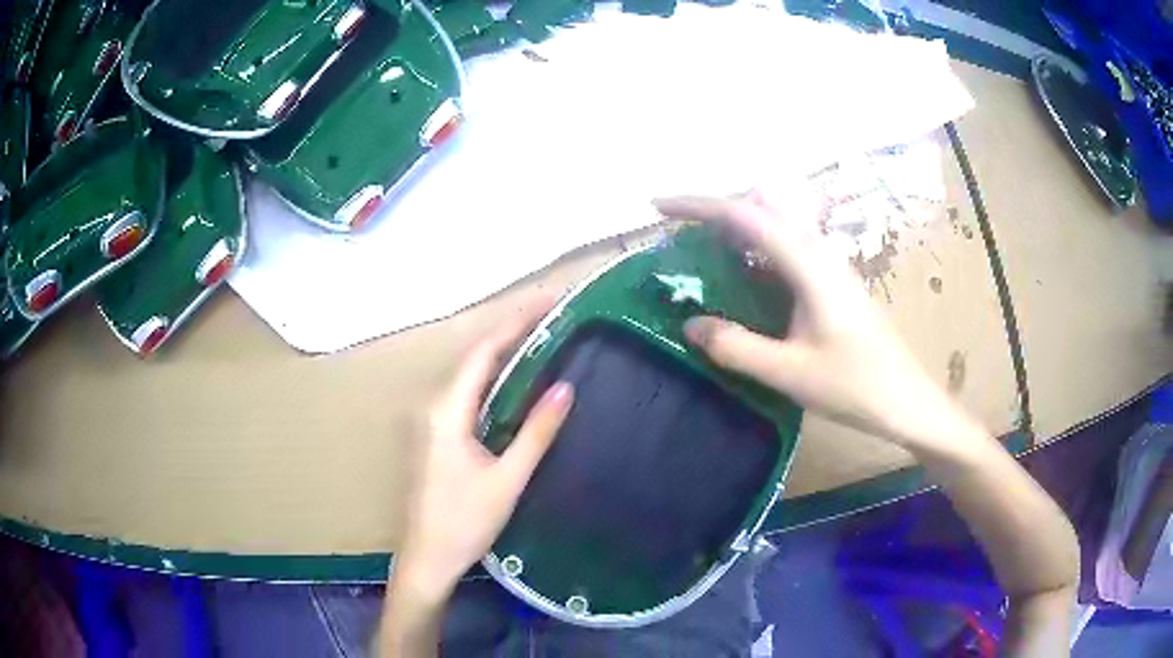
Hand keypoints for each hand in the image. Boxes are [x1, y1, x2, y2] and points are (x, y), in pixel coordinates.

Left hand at [395, 305, 573, 599]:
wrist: (428, 558)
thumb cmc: (466, 521)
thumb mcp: (508, 478)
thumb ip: (536, 431)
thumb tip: (565, 387)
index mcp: (446, 410)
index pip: (483, 352)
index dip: (515, 323)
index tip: (547, 303)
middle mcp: (434, 406)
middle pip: (474, 358)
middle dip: (511, 332)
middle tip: (551, 316)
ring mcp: (431, 420)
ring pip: (470, 375)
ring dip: (502, 354)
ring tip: (540, 338)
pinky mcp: (436, 435)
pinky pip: (466, 394)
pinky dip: (493, 379)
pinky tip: (515, 381)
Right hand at [655, 192, 969, 450]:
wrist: (905, 399)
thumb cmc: (854, 386)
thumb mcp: (789, 372)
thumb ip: (736, 347)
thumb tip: (690, 326)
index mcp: (808, 265)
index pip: (745, 216)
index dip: (698, 205)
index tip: (659, 208)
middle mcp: (818, 251)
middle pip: (760, 208)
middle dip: (715, 212)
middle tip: (679, 236)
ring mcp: (828, 263)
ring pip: (774, 225)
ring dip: (736, 230)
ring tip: (702, 254)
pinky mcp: (831, 279)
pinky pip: (785, 248)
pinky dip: (754, 251)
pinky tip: (743, 279)